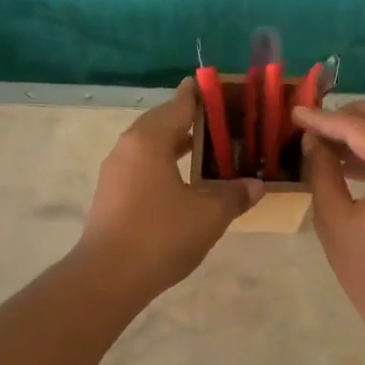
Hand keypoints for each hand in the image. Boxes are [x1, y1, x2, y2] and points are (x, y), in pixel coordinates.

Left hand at [75, 80, 263, 300]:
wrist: (109, 277)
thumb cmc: (161, 235)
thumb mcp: (209, 214)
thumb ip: (234, 194)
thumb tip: (256, 184)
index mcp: (149, 139)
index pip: (179, 104)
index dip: (201, 94)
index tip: (220, 87)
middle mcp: (128, 147)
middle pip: (163, 122)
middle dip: (192, 121)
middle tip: (224, 122)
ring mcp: (116, 172)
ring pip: (152, 147)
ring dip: (178, 146)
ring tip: (210, 150)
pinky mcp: (112, 196)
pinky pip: (144, 168)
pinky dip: (166, 166)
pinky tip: (186, 184)